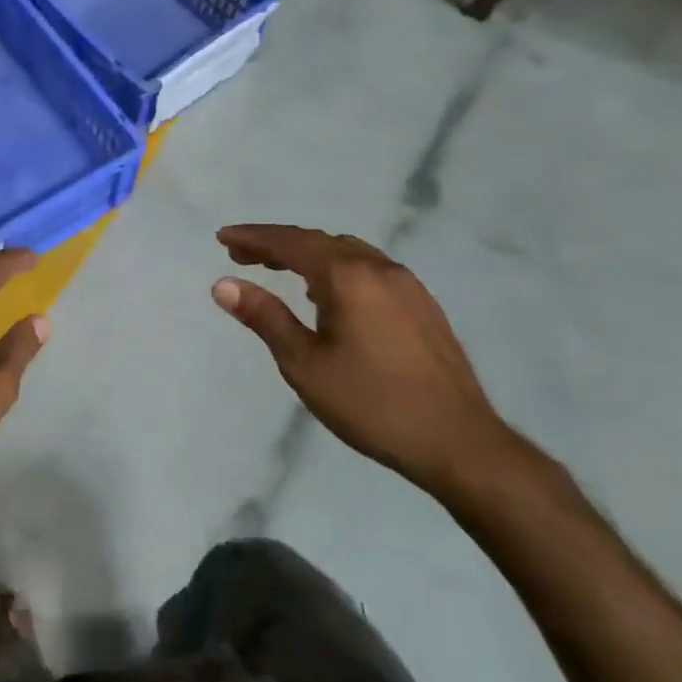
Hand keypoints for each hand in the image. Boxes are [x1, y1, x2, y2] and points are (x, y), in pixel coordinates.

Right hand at [212, 224, 520, 494]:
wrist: (459, 443)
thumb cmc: (371, 403)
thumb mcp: (304, 363)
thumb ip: (264, 317)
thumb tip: (223, 284)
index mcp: (349, 277)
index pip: (291, 243)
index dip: (254, 237)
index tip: (222, 238)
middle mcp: (380, 269)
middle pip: (319, 242)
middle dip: (277, 245)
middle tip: (242, 256)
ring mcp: (408, 286)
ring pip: (347, 253)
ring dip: (308, 255)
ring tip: (279, 271)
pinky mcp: (423, 307)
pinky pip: (369, 269)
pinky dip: (336, 269)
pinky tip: (327, 296)